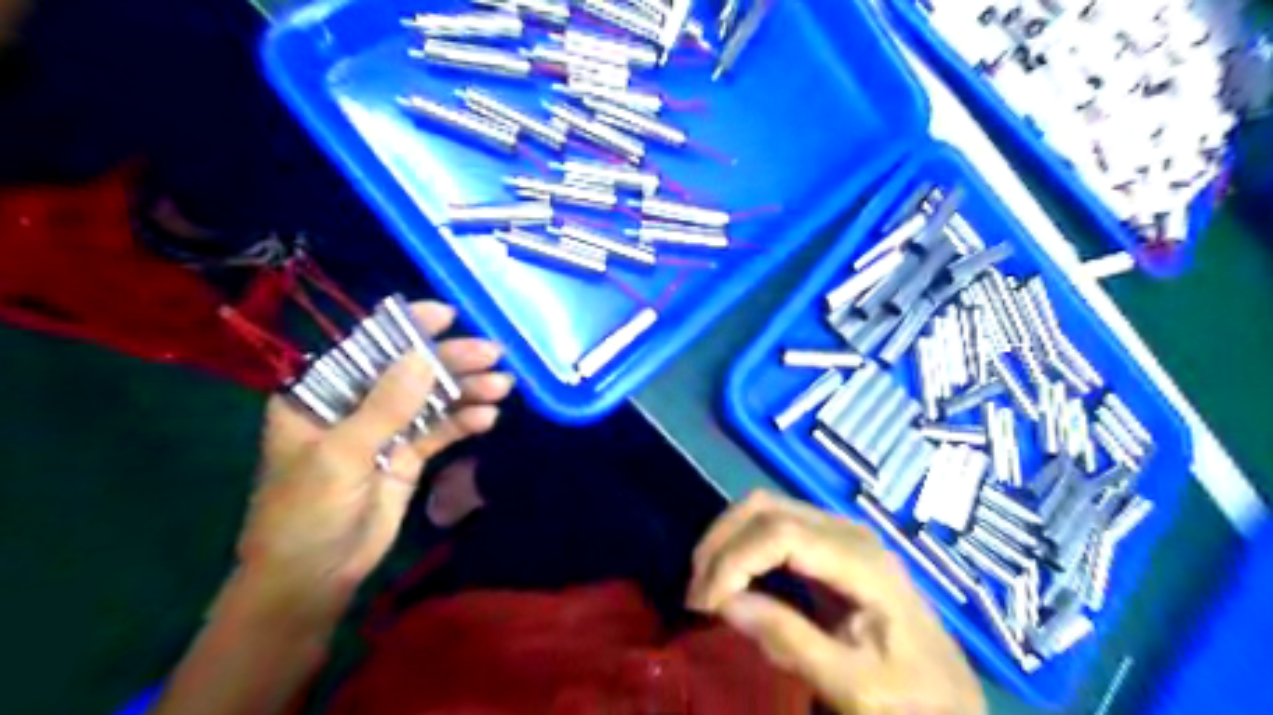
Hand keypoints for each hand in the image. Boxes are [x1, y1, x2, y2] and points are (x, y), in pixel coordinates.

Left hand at [233, 298, 513, 617]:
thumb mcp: (341, 456)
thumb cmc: (306, 515)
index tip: (447, 314)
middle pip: (408, 372)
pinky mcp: (408, 456)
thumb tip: (424, 355)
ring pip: (430, 400)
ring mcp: (385, 430)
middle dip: (450, 362)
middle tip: (493, 355)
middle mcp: (354, 405)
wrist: (313, 581)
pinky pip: (440, 430)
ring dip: (466, 391)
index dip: (406, 328)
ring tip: (502, 386)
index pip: (365, 348)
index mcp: (319, 396)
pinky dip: (463, 422)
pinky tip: (487, 417)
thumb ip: (385, 406)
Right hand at [688, 492, 981, 714]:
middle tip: (697, 595)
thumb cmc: (910, 697)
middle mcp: (847, 531)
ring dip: (727, 540)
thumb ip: (791, 641)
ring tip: (708, 586)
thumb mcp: (854, 685)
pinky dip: (742, 544)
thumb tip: (724, 603)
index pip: (779, 533)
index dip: (733, 560)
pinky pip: (773, 526)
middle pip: (765, 508)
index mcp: (860, 560)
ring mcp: (838, 533)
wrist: (952, 698)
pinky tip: (732, 578)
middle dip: (721, 544)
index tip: (704, 605)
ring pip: (764, 509)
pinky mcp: (828, 544)